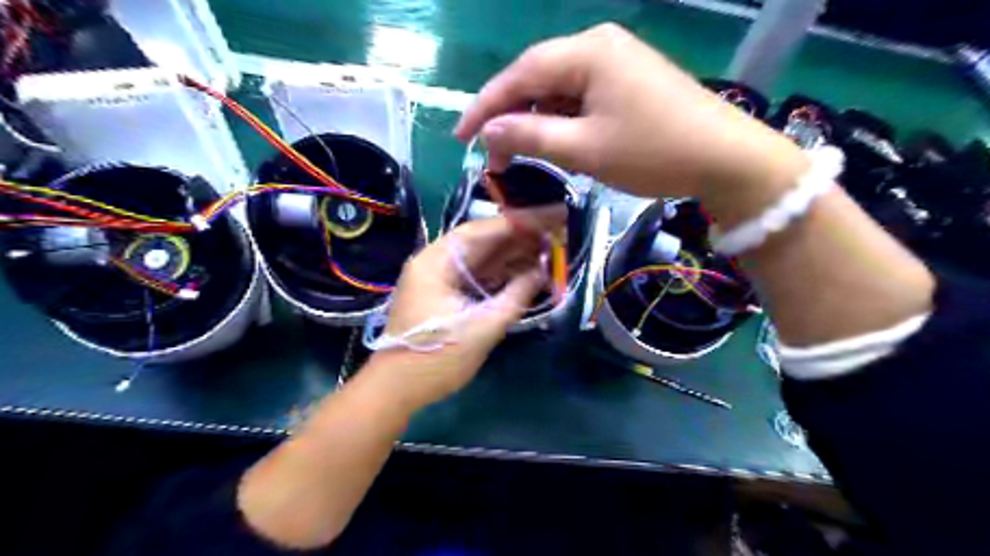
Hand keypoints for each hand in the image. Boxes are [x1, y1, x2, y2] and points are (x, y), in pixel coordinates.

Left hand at [365, 211, 559, 410]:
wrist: (398, 388)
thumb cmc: (437, 358)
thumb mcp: (483, 327)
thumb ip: (515, 296)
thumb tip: (542, 272)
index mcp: (436, 262)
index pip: (479, 232)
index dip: (515, 225)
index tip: (545, 220)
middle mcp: (435, 263)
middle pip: (480, 243)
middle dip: (516, 239)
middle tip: (551, 234)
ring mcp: (438, 279)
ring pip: (480, 260)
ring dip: (510, 256)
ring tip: (545, 250)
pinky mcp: (444, 295)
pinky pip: (475, 277)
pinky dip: (499, 275)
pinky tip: (524, 272)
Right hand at [451, 23, 806, 204]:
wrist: (725, 158)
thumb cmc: (653, 152)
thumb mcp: (585, 149)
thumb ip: (532, 135)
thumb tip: (489, 131)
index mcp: (587, 52)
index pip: (519, 74)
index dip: (485, 106)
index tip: (461, 136)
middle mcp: (598, 45)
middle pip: (537, 78)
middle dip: (511, 116)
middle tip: (492, 154)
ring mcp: (616, 61)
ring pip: (558, 89)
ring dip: (536, 121)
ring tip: (520, 154)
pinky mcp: (628, 80)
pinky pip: (581, 96)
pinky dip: (562, 120)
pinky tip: (556, 142)